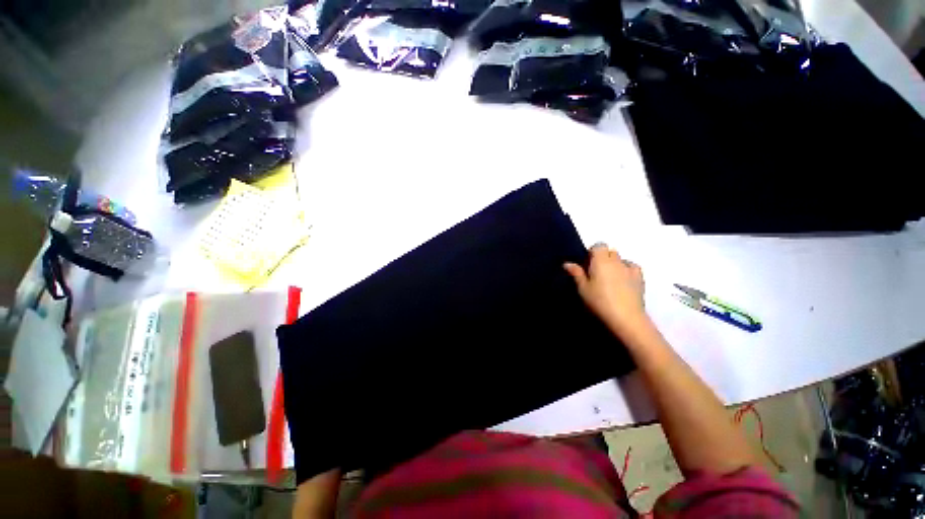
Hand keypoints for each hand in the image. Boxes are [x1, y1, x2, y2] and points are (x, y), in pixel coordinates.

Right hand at [564, 244, 649, 339]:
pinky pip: (632, 268)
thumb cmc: (599, 301)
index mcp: (601, 260)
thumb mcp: (582, 288)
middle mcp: (616, 261)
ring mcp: (630, 269)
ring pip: (621, 259)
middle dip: (603, 257)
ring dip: (615, 264)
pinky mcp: (640, 279)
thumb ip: (576, 273)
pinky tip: (623, 280)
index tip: (586, 264)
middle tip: (595, 272)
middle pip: (610, 251)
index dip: (592, 252)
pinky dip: (627, 270)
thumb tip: (567, 263)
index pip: (598, 245)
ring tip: (609, 278)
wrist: (626, 318)